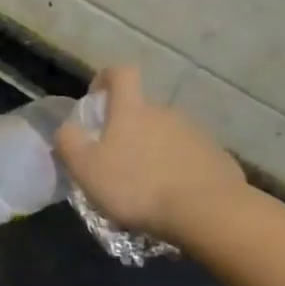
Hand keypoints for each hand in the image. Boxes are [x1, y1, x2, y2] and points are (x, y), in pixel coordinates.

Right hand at [54, 66, 246, 241]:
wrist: (207, 212)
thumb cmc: (137, 186)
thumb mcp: (85, 168)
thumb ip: (69, 142)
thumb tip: (66, 128)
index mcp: (132, 110)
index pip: (121, 73)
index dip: (106, 78)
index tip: (96, 98)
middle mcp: (166, 113)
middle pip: (142, 110)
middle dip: (128, 129)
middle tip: (116, 161)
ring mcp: (196, 134)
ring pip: (166, 134)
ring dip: (154, 151)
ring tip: (146, 185)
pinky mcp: (218, 157)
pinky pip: (190, 157)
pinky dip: (178, 169)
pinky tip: (173, 197)